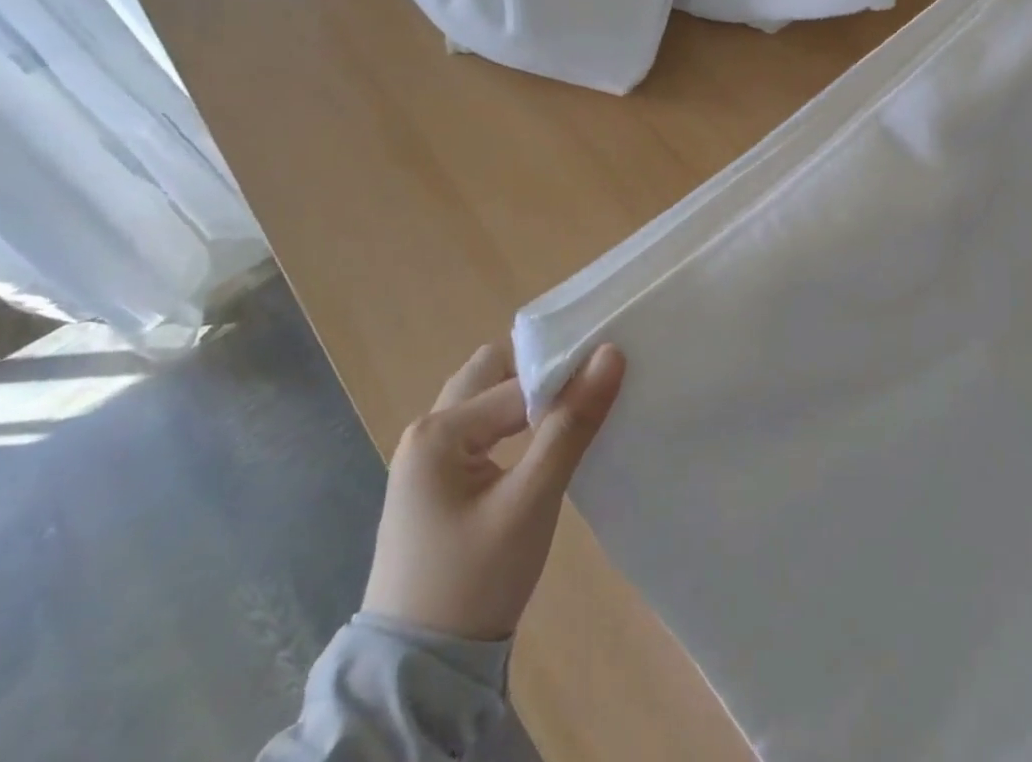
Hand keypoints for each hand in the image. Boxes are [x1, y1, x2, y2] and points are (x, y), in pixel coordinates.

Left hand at [362, 341, 625, 640]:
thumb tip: (611, 353)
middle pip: (491, 374)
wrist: (420, 677)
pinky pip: (480, 431)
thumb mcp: (531, 501)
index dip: (565, 378)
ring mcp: (426, 460)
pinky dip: (513, 426)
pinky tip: (544, 444)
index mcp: (438, 431)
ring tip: (574, 412)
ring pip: (486, 402)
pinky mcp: (436, 486)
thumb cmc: (475, 581)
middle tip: (587, 388)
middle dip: (539, 374)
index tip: (611, 378)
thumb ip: (571, 424)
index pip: (517, 382)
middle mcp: (425, 433)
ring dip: (526, 401)